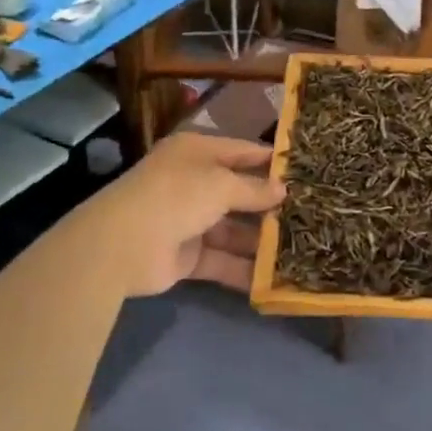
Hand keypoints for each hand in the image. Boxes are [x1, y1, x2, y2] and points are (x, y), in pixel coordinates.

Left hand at [81, 133, 283, 296]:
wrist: (122, 245)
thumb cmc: (177, 196)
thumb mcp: (221, 184)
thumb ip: (254, 189)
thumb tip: (282, 189)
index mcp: (197, 153)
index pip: (241, 152)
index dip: (270, 160)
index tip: (303, 171)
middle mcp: (193, 183)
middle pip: (238, 192)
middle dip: (268, 204)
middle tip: (309, 213)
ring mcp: (188, 220)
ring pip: (231, 229)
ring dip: (260, 239)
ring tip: (300, 247)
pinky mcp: (186, 256)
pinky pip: (221, 260)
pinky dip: (243, 269)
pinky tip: (274, 279)